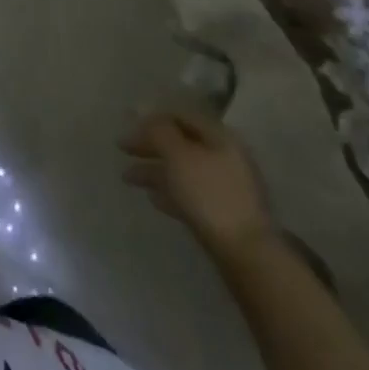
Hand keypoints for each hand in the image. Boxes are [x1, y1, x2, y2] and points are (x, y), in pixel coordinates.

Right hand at [120, 107, 273, 258]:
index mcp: (218, 136)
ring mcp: (224, 186)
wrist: (246, 254)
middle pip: (180, 142)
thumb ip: (159, 131)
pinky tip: (153, 199)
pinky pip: (189, 193)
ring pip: (182, 169)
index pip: (179, 115)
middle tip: (122, 149)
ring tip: (128, 178)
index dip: (151, 117)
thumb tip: (146, 117)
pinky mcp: (222, 213)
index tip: (126, 125)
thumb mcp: (178, 155)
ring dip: (155, 170)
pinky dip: (169, 192)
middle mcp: (223, 156)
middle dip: (150, 145)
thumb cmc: (209, 195)